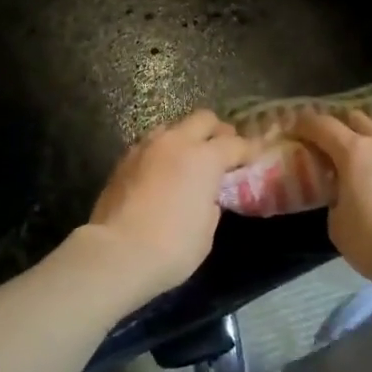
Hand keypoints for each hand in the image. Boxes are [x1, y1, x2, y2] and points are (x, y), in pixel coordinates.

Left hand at [86, 110, 251, 298]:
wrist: (117, 253)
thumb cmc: (173, 247)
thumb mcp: (207, 229)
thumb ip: (211, 202)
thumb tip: (206, 194)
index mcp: (204, 158)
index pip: (235, 144)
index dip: (248, 150)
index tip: (254, 156)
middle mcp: (176, 142)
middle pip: (203, 119)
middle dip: (217, 131)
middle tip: (223, 149)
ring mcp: (146, 147)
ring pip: (173, 126)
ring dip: (186, 137)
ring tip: (189, 157)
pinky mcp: (123, 159)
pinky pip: (150, 144)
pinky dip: (162, 151)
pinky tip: (162, 170)